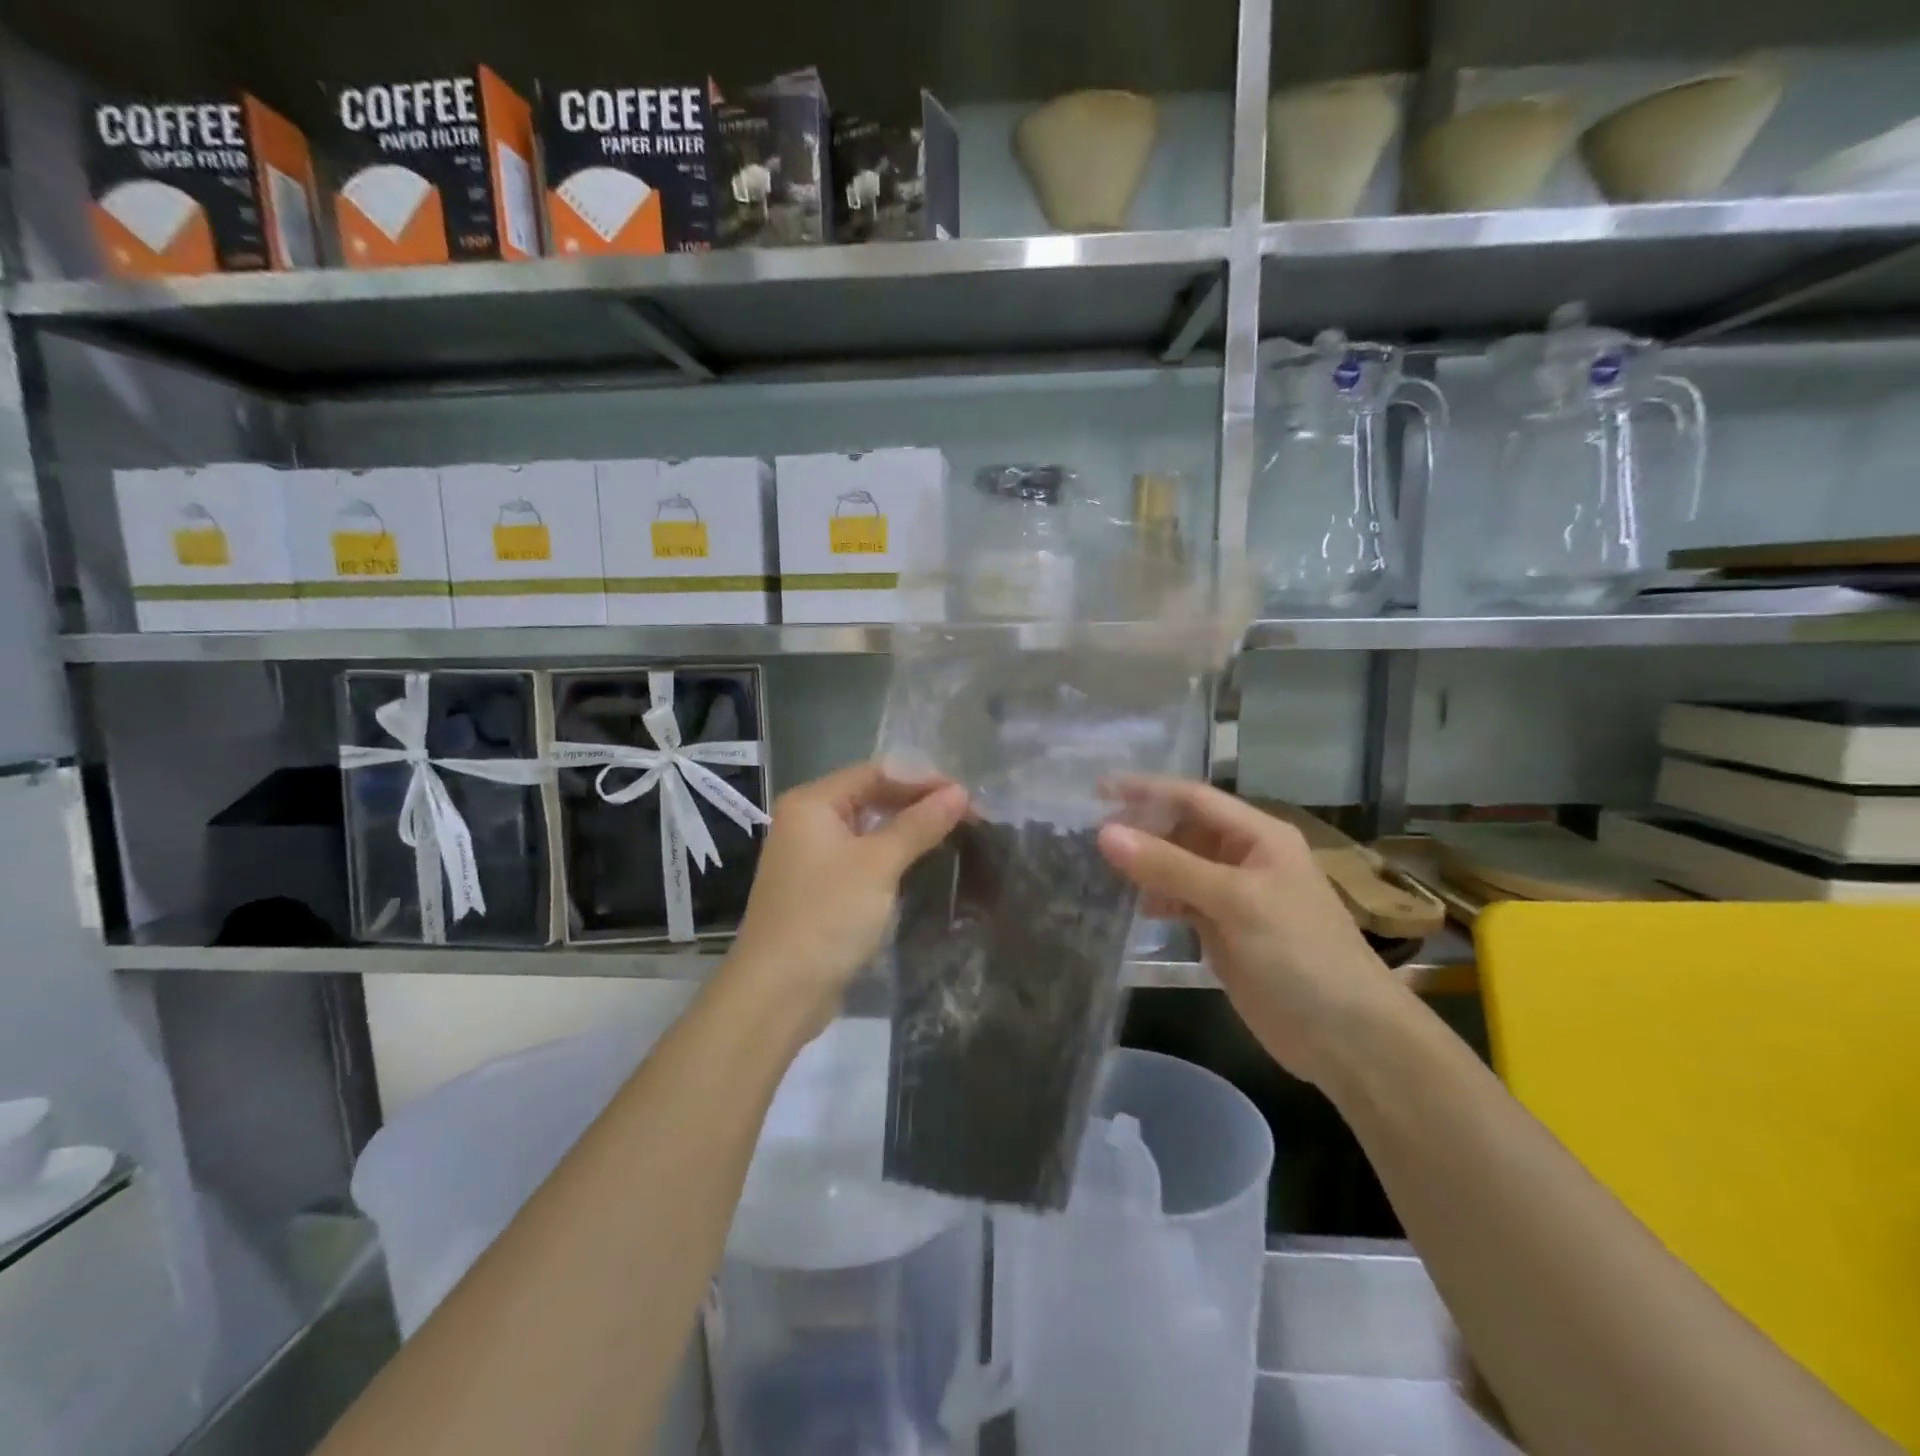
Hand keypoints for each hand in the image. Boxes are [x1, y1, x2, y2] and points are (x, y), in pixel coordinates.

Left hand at [726, 763, 967, 1036]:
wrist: (778, 992)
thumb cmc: (827, 916)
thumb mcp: (878, 864)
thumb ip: (919, 824)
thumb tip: (960, 791)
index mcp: (812, 803)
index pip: (875, 773)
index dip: (922, 780)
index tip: (965, 795)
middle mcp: (806, 822)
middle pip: (870, 798)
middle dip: (917, 804)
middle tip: (966, 816)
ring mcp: (810, 858)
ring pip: (867, 830)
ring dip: (906, 831)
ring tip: (952, 835)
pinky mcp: (819, 889)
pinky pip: (861, 859)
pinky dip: (890, 857)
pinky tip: (920, 864)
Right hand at [1097, 777, 1405, 1087]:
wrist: (1346, 1037)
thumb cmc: (1299, 954)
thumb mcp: (1235, 901)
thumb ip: (1169, 866)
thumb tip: (1106, 834)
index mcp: (1258, 836)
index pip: (1193, 798)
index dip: (1146, 790)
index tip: (1096, 789)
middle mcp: (1244, 857)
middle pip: (1183, 830)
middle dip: (1140, 828)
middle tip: (1088, 832)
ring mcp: (1234, 896)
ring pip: (1178, 866)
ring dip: (1145, 864)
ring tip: (1099, 867)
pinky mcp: (1225, 931)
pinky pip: (1181, 900)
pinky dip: (1157, 899)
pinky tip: (1135, 906)